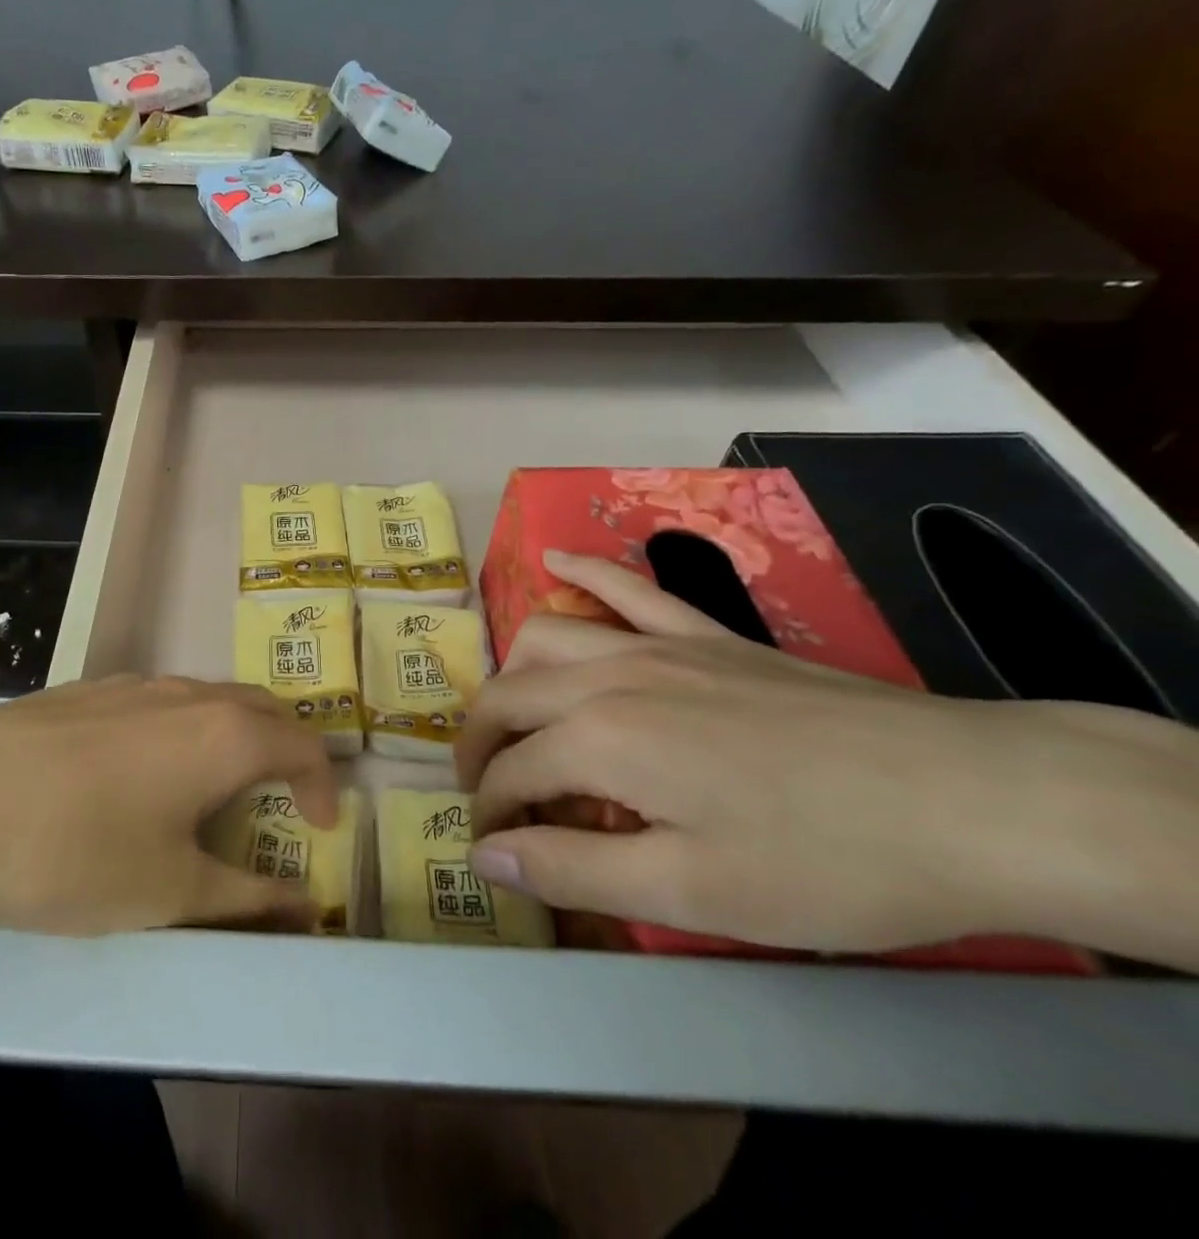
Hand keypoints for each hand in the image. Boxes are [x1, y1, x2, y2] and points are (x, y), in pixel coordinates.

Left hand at [0, 676, 338, 939]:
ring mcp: (132, 683)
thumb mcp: (169, 893)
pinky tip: (144, 775)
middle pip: (261, 708)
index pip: (303, 744)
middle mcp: (187, 693)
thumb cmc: (70, 855)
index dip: (324, 785)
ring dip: (234, 738)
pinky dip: (185, 732)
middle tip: (284, 801)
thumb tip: (306, 907)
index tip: (322, 830)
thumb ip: (247, 898)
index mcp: (223, 733)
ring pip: (209, 700)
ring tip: (218, 791)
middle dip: (286, 751)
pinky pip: (161, 702)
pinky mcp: (86, 689)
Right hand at [454, 552, 1198, 959]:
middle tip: (484, 791)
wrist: (973, 799)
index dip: (490, 814)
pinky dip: (584, 573)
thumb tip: (484, 856)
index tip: (492, 849)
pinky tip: (555, 560)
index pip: (512, 773)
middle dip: (480, 745)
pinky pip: (629, 588)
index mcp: (598, 739)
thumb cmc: (824, 860)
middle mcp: (608, 676)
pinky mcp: (707, 635)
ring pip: (548, 637)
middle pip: (510, 697)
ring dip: (513, 675)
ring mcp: (658, 644)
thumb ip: (572, 869)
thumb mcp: (689, 891)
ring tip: (511, 716)